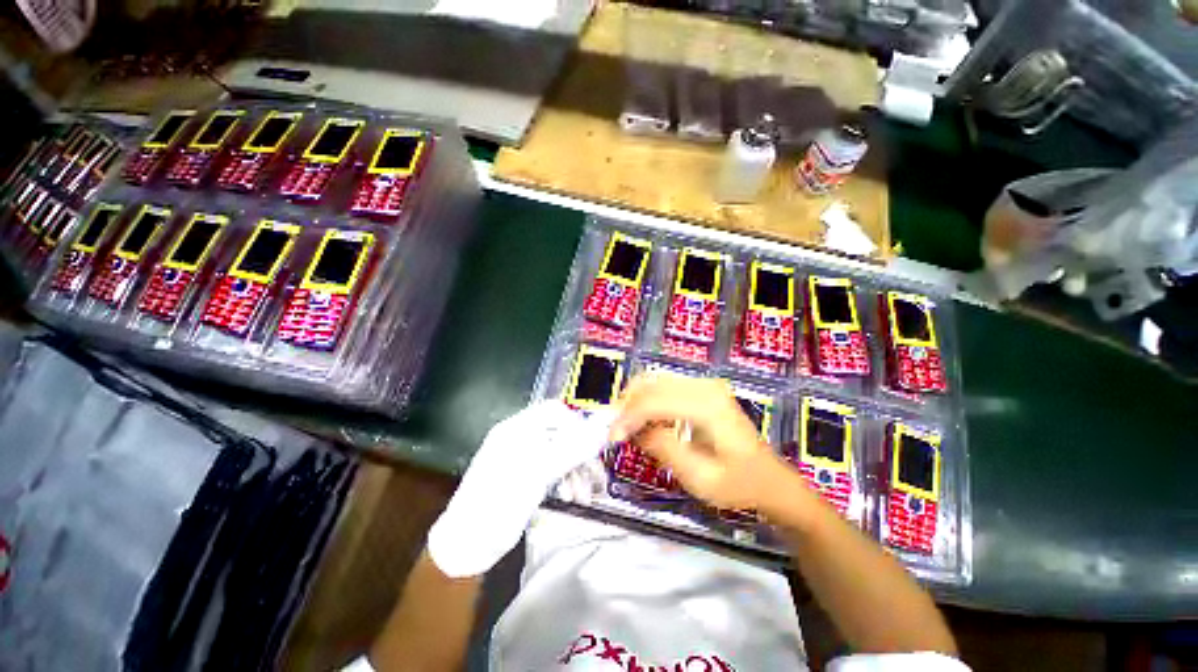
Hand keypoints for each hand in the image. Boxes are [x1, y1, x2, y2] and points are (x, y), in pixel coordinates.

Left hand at [428, 401, 612, 577]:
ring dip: (575, 471)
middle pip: (560, 434)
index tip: (592, 446)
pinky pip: (552, 470)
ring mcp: (522, 459)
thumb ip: (572, 448)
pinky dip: (565, 481)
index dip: (576, 424)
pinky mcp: (525, 478)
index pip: (554, 412)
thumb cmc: (499, 503)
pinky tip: (571, 498)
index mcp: (517, 429)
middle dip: (580, 454)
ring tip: (584, 496)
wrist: (467, 545)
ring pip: (559, 454)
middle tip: (596, 476)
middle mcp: (520, 439)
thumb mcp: (539, 472)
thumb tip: (602, 427)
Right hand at [609, 373, 795, 512]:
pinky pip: (664, 387)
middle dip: (627, 406)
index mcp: (708, 405)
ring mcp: (704, 384)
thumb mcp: (699, 478)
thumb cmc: (738, 484)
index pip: (655, 401)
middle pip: (651, 384)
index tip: (611, 438)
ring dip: (635, 402)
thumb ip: (664, 449)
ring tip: (626, 427)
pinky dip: (648, 401)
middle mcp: (705, 386)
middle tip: (615, 431)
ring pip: (654, 381)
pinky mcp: (701, 390)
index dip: (628, 417)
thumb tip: (634, 431)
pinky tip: (645, 422)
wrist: (769, 480)